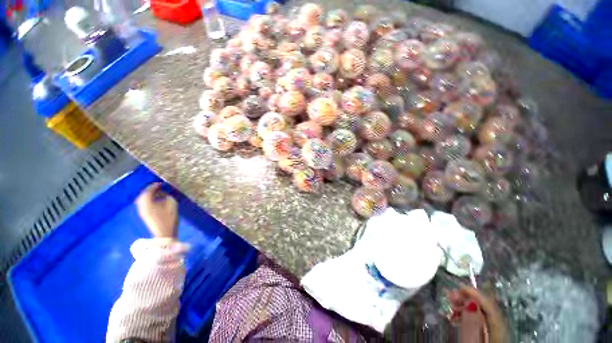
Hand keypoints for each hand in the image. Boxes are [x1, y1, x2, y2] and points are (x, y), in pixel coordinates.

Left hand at [136, 183, 178, 238]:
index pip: (148, 191)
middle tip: (159, 187)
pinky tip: (157, 200)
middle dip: (150, 190)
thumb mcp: (171, 204)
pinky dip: (149, 200)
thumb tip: (163, 193)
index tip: (162, 183)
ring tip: (159, 193)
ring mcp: (142, 211)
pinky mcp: (145, 215)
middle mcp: (142, 206)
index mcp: (147, 202)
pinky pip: (145, 204)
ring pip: (143, 200)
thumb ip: (167, 196)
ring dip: (150, 195)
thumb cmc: (169, 218)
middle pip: (143, 195)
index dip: (155, 186)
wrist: (164, 233)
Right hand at [447, 286, 507, 342]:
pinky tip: (456, 316)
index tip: (460, 286)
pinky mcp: (486, 336)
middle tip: (450, 295)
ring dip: (465, 306)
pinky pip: (477, 320)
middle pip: (486, 309)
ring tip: (451, 304)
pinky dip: (466, 314)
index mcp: (498, 331)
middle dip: (468, 299)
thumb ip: (472, 325)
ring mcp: (493, 334)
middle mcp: (499, 331)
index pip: (490, 307)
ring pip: (481, 313)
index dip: (476, 294)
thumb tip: (471, 303)